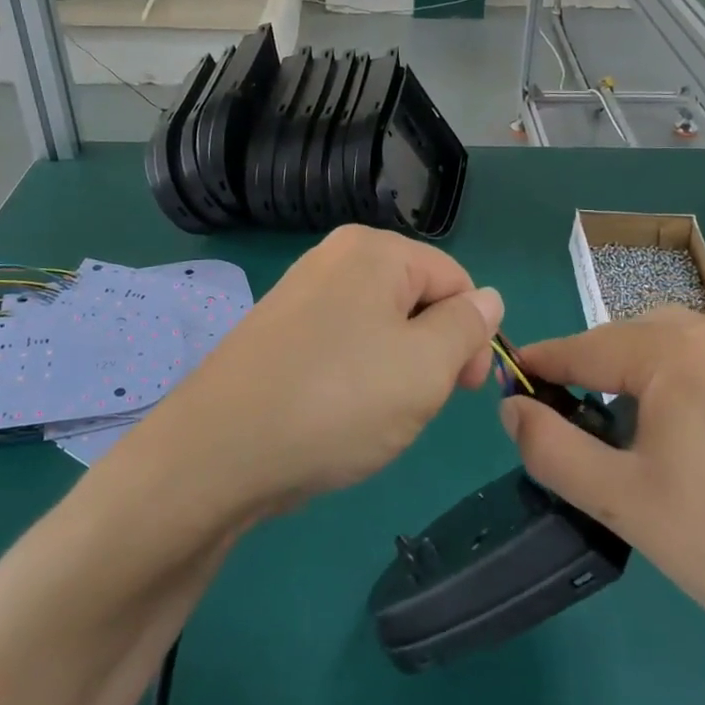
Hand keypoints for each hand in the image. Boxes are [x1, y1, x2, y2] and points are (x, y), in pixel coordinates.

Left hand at [137, 226, 502, 518]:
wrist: (218, 453)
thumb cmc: (338, 401)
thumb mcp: (425, 367)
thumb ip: (466, 327)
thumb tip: (487, 298)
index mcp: (375, 250)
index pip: (455, 281)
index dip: (472, 335)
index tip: (465, 390)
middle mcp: (335, 258)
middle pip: (416, 299)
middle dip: (431, 351)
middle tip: (416, 404)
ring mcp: (300, 292)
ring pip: (380, 327)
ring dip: (394, 369)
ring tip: (374, 415)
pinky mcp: (277, 331)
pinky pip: (341, 343)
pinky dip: (354, 377)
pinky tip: (338, 414)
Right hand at [506, 307, 704, 660]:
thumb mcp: (621, 501)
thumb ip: (552, 448)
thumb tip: (512, 407)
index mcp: (675, 355)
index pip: (588, 347)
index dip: (544, 362)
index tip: (512, 376)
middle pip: (631, 335)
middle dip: (591, 364)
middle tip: (567, 411)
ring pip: (682, 330)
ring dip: (643, 353)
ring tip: (626, 400)